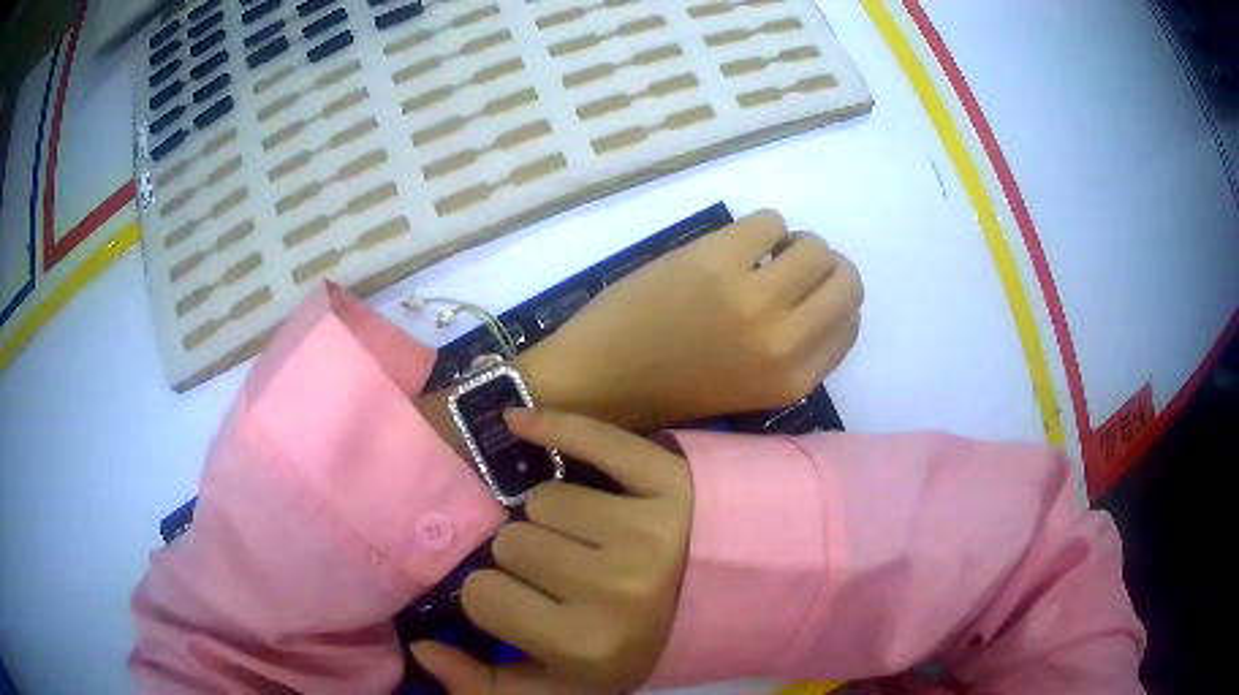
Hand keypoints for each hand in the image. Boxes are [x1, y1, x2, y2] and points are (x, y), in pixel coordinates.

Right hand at [413, 408, 691, 691]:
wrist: (722, 604)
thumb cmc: (635, 647)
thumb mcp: (566, 688)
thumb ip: (487, 686)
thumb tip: (422, 648)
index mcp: (587, 644)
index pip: (482, 595)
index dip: (494, 596)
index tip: (521, 600)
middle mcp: (618, 588)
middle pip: (513, 542)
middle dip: (525, 557)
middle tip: (559, 570)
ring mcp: (648, 528)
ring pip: (544, 497)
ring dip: (553, 516)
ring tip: (585, 536)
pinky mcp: (670, 479)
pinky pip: (592, 437)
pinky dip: (554, 426)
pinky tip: (520, 422)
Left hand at [520, 209, 862, 430]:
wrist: (600, 380)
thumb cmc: (673, 389)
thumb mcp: (754, 387)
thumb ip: (796, 349)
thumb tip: (819, 291)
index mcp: (795, 381)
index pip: (850, 323)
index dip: (832, 301)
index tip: (806, 294)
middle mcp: (786, 341)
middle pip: (845, 279)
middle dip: (821, 268)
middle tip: (785, 269)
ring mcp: (753, 297)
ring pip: (813, 245)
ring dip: (789, 245)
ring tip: (754, 259)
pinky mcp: (716, 260)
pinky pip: (769, 220)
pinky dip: (757, 229)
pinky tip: (728, 248)